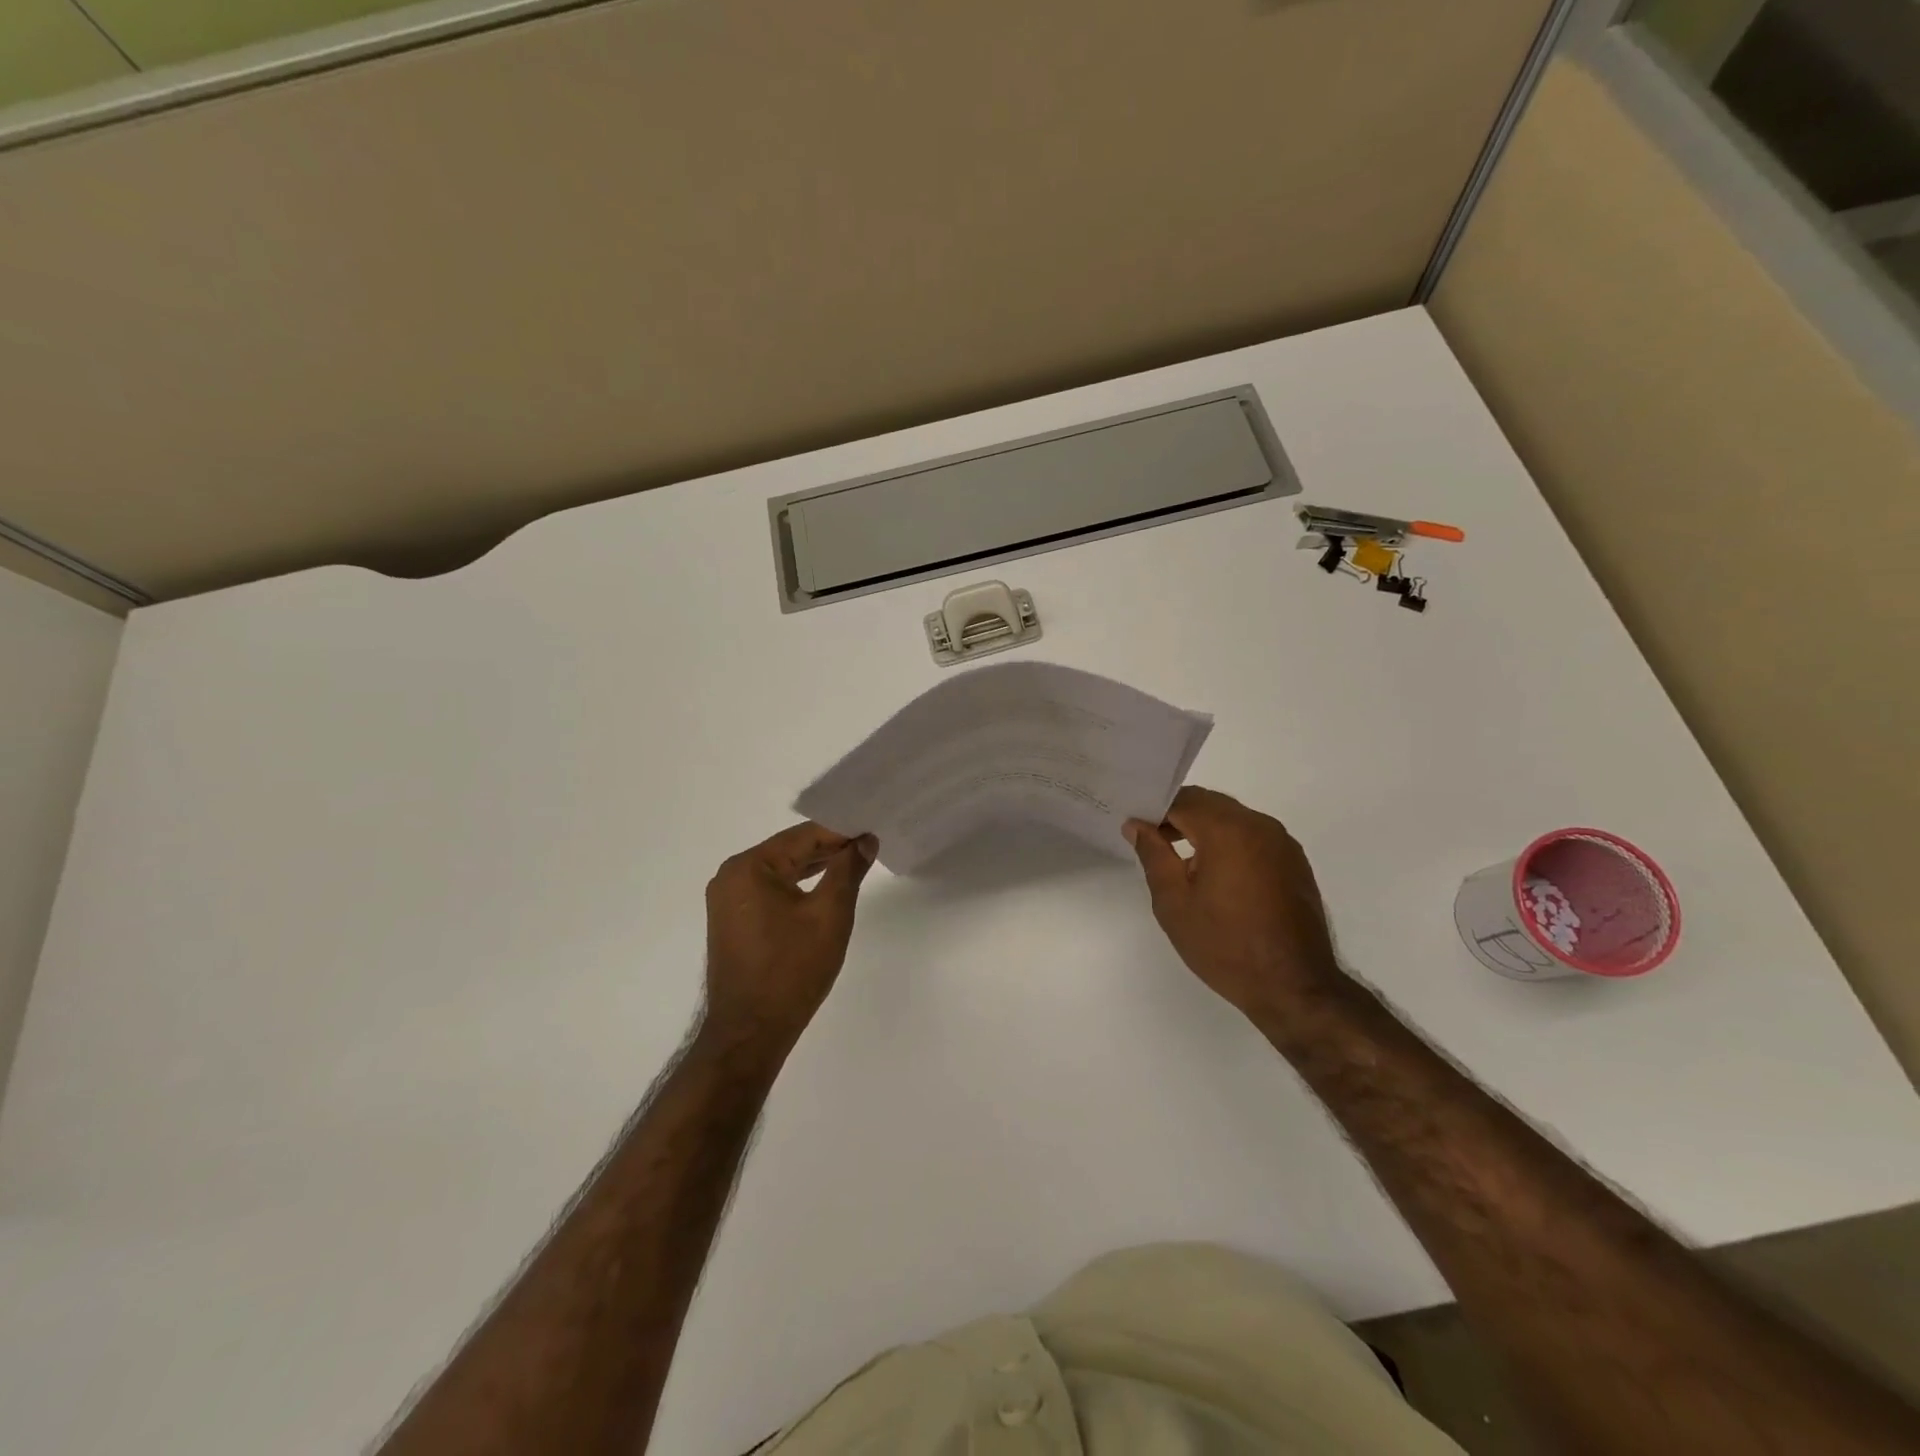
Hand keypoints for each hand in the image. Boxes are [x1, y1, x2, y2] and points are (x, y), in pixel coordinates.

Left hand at [702, 822, 877, 1061]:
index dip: (842, 832)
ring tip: (854, 864)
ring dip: (815, 868)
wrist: (750, 1033)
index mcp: (749, 867)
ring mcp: (728, 900)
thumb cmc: (791, 970)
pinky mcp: (732, 921)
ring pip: (781, 871)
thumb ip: (848, 870)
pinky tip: (824, 889)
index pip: (804, 836)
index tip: (874, 833)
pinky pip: (770, 891)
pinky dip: (798, 888)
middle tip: (870, 846)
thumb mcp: (830, 915)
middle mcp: (732, 876)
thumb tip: (864, 840)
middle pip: (790, 850)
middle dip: (830, 848)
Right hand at [1125, 786, 1341, 1024]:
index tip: (1136, 832)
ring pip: (1233, 818)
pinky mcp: (1295, 862)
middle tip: (1154, 845)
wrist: (1294, 987)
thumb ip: (1153, 855)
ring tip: (1184, 866)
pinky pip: (1253, 837)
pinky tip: (1218, 878)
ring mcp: (1282, 843)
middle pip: (1209, 804)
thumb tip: (1137, 825)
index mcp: (1227, 830)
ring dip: (1205, 830)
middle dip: (1179, 817)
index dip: (1154, 811)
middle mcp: (1259, 825)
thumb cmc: (1225, 945)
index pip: (1182, 801)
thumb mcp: (1174, 903)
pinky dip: (1230, 843)